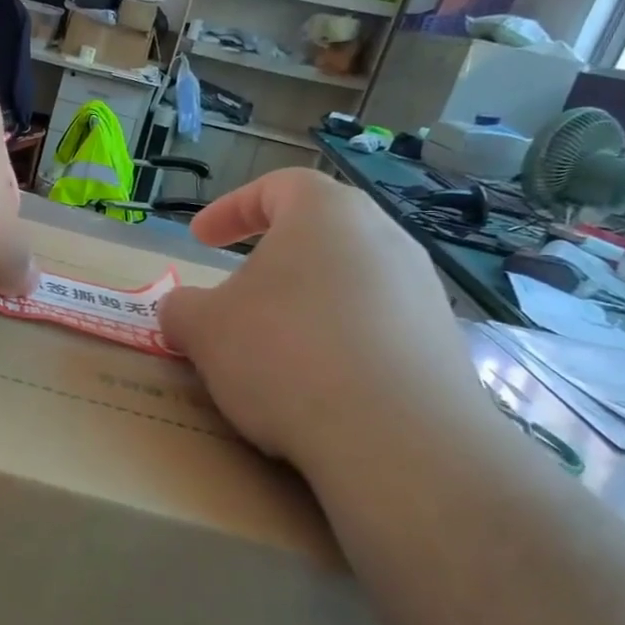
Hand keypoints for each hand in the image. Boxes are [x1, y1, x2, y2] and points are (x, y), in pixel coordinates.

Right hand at [159, 169, 483, 487]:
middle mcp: (385, 238)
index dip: (230, 209)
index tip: (200, 239)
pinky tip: (318, 384)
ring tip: (274, 346)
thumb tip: (181, 310)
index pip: (277, 186)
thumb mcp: (203, 328)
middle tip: (237, 293)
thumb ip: (181, 308)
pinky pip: (377, 327)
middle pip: (318, 234)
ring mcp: (422, 291)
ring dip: (305, 304)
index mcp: (326, 214)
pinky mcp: (443, 344)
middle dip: (270, 260)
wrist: (396, 438)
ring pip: (348, 281)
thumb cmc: (284, 353)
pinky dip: (340, 342)